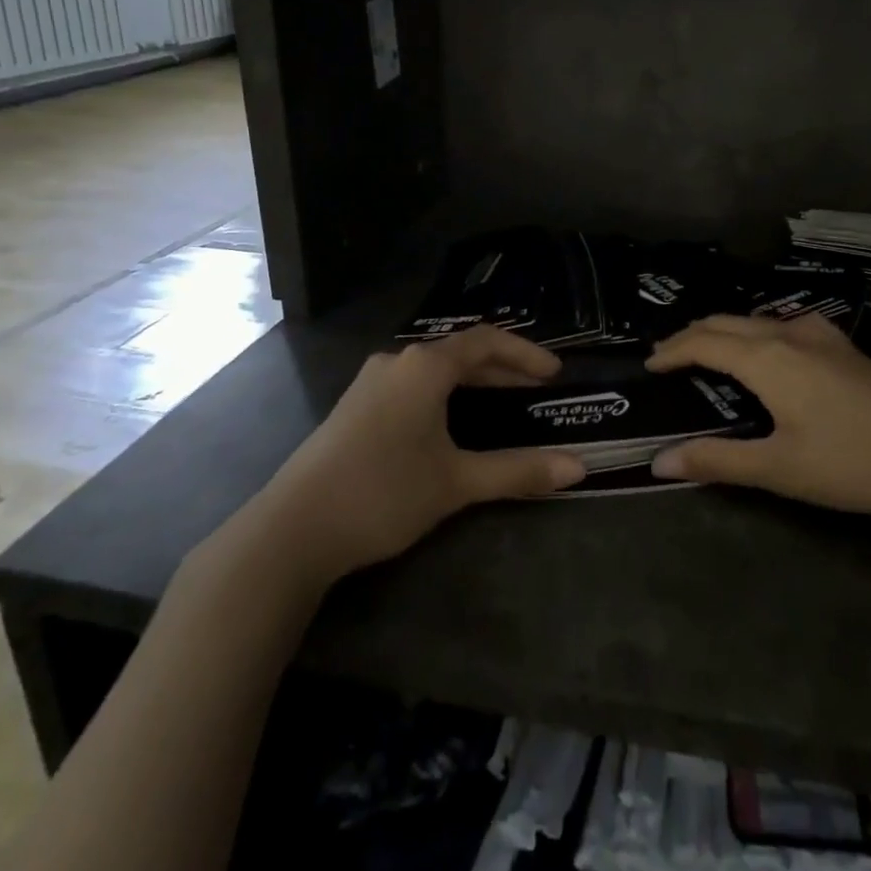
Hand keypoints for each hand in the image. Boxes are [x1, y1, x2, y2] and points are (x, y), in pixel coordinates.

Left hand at [248, 327, 586, 586]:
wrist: (293, 529)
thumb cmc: (383, 493)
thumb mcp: (456, 482)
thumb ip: (518, 471)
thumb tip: (578, 469)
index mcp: (424, 366)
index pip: (486, 341)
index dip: (525, 354)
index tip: (555, 374)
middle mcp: (397, 363)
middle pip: (460, 354)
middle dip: (503, 371)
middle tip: (537, 393)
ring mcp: (371, 383)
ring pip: (435, 372)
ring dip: (473, 384)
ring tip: (503, 407)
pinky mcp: (355, 408)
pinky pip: (413, 387)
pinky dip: (445, 397)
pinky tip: (452, 425)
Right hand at [646, 313, 870, 520]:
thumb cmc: (855, 461)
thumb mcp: (781, 469)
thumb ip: (718, 461)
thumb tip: (658, 461)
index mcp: (766, 358)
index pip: (703, 343)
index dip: (671, 352)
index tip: (648, 366)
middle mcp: (788, 335)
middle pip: (727, 322)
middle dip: (692, 336)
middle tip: (670, 358)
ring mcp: (822, 337)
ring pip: (758, 319)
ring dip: (726, 330)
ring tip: (711, 351)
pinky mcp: (847, 348)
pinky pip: (786, 325)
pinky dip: (758, 331)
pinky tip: (774, 350)